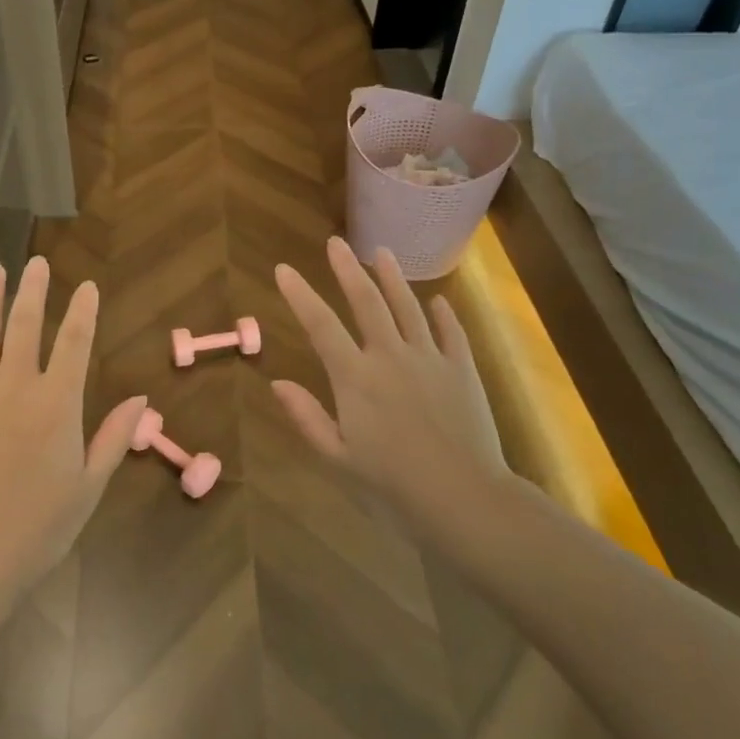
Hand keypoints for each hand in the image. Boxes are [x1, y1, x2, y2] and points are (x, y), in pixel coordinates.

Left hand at [0, 257, 145, 600]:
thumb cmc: (38, 528)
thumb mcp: (88, 486)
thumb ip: (114, 437)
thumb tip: (141, 399)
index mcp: (57, 405)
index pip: (75, 344)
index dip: (83, 312)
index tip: (87, 286)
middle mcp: (16, 389)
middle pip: (25, 326)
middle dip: (33, 290)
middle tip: (37, 262)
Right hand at [272, 238, 510, 532]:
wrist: (463, 495)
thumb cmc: (393, 483)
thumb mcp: (338, 457)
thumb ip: (307, 417)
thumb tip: (276, 384)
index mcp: (356, 378)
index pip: (321, 325)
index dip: (300, 295)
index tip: (284, 269)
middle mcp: (390, 356)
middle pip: (366, 301)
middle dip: (347, 269)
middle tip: (335, 243)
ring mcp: (429, 358)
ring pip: (408, 307)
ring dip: (392, 278)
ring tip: (383, 253)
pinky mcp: (461, 369)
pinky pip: (450, 332)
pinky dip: (442, 314)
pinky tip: (437, 301)